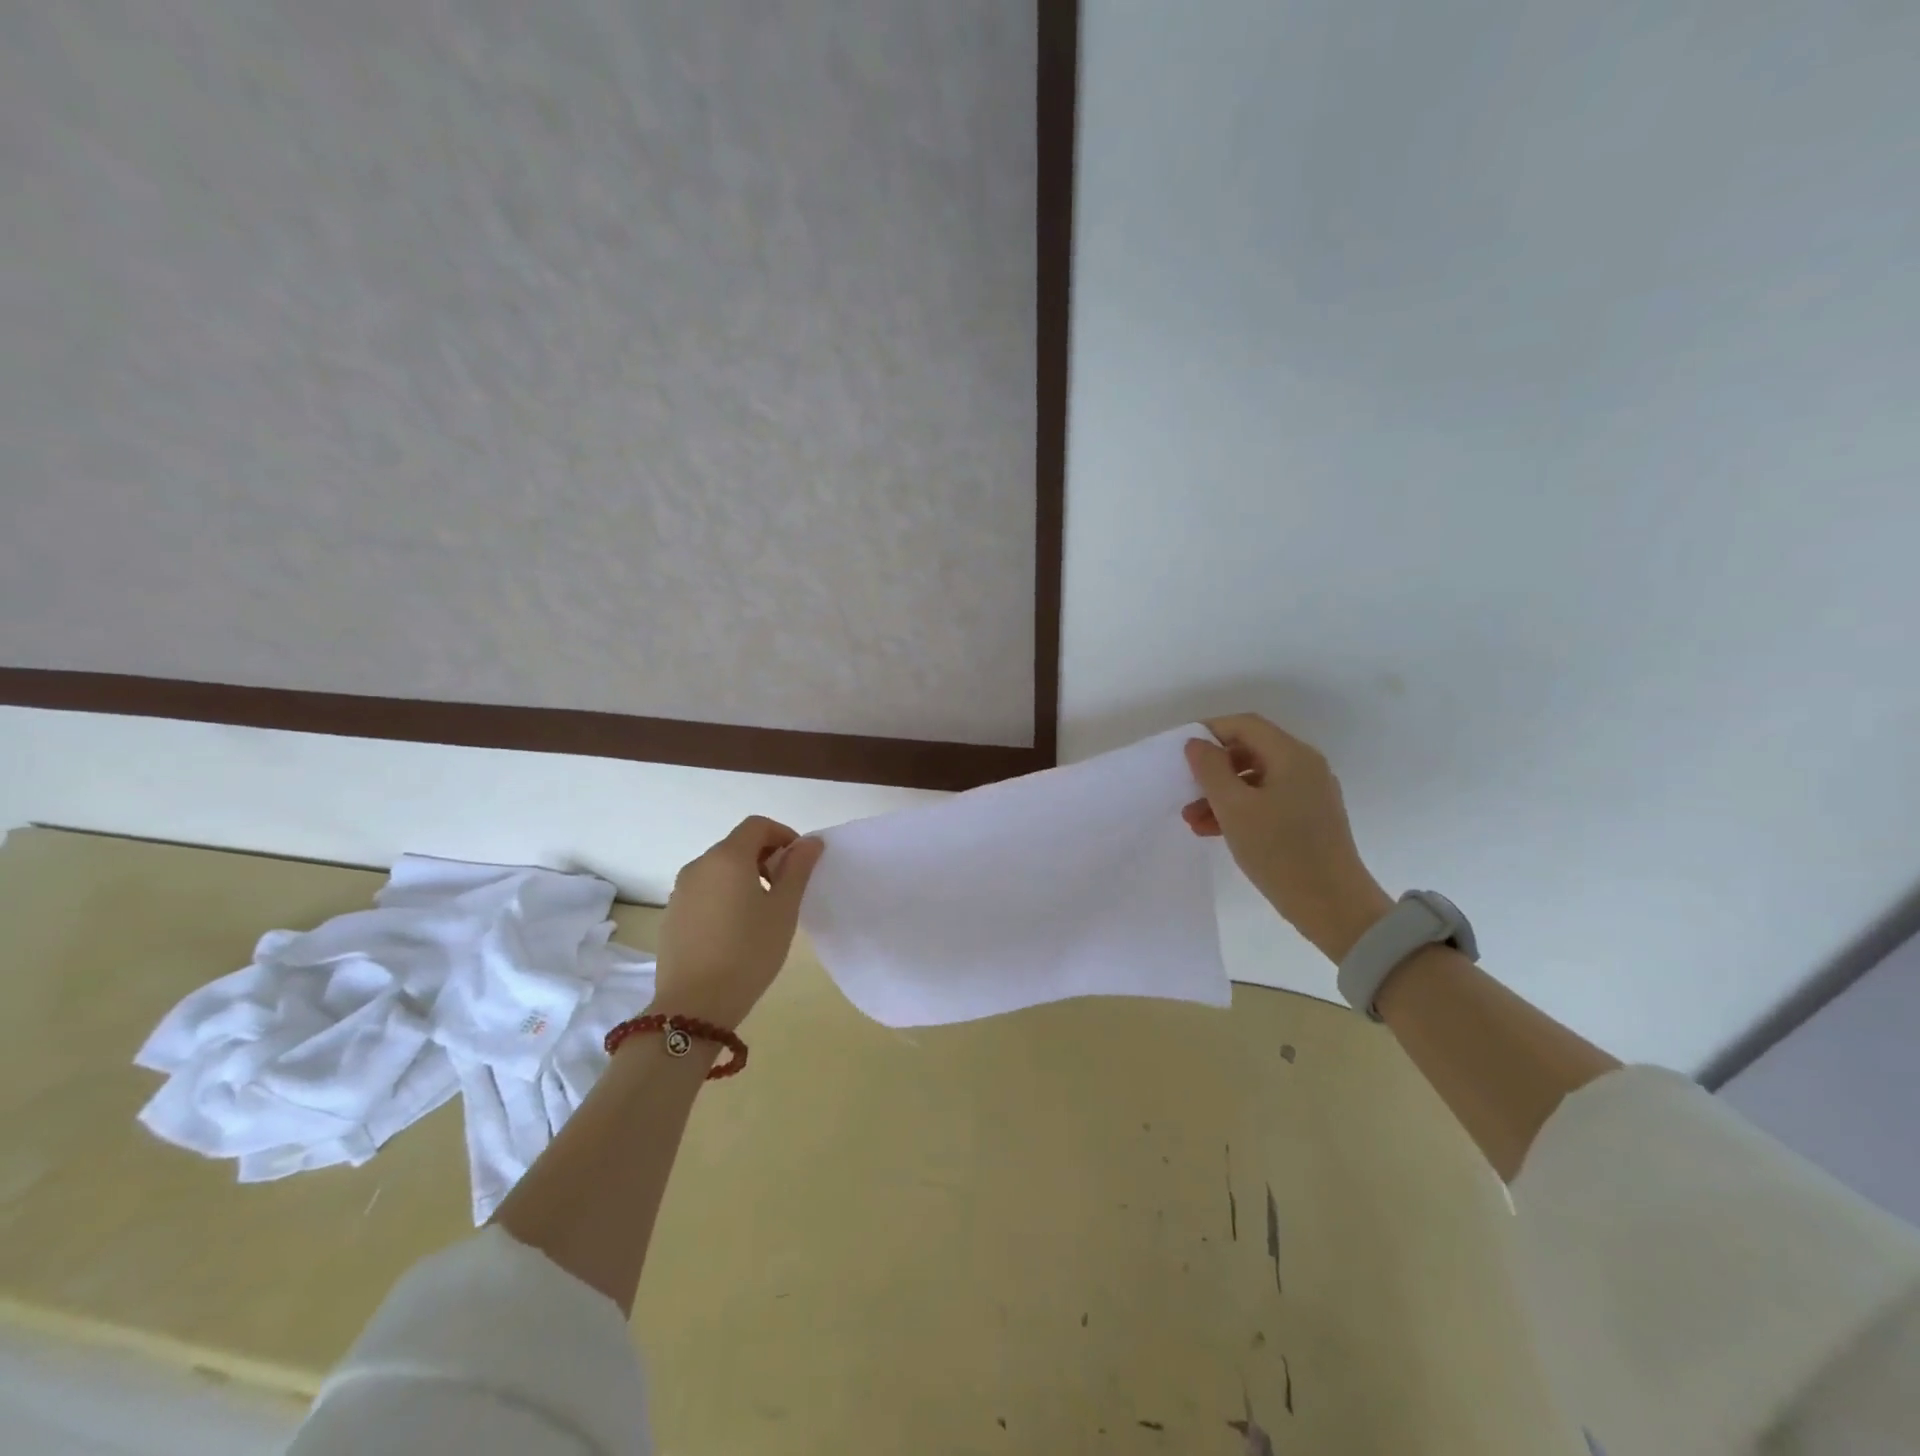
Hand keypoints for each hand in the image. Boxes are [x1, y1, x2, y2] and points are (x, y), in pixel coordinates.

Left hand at [653, 816, 824, 1027]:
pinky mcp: (671, 915)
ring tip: (761, 912)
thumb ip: (798, 869)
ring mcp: (680, 891)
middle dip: (765, 857)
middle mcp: (699, 865)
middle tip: (785, 890)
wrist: (695, 1005)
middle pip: (736, 845)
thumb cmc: (749, 951)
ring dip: (744, 877)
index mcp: (727, 858)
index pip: (757, 825)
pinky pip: (704, 891)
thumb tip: (810, 842)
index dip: (783, 835)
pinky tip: (734, 930)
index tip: (799, 862)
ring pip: (719, 869)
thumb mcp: (784, 909)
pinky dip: (724, 895)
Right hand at [1183, 714, 1392, 961]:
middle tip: (1185, 790)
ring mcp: (1310, 793)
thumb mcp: (1234, 808)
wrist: (1333, 906)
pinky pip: (1267, 800)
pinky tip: (1214, 831)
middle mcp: (1305, 766)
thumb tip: (1197, 743)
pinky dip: (1239, 809)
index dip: (1210, 731)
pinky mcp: (1309, 818)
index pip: (1245, 725)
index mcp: (1292, 756)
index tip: (1182, 753)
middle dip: (1213, 769)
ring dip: (1221, 793)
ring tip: (1192, 820)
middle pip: (1250, 750)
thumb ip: (1210, 770)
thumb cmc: (1280, 852)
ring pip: (1255, 779)